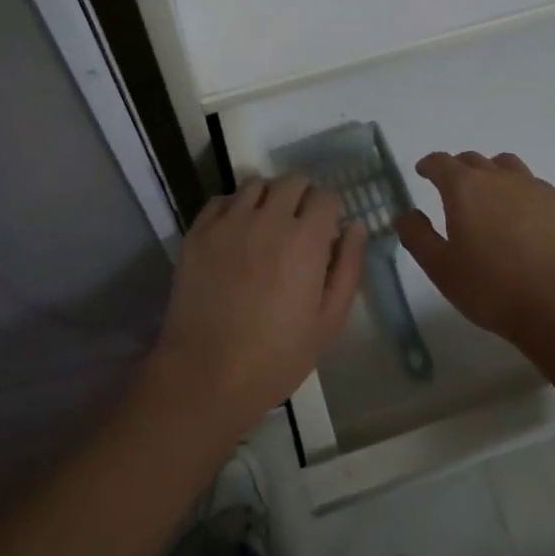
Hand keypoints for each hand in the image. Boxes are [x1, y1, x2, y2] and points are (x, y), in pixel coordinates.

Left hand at [146, 175, 365, 437]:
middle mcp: (268, 218)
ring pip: (255, 184)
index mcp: (305, 239)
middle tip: (298, 226)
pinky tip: (235, 234)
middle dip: (303, 197)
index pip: (326, 197)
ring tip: (265, 227)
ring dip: (267, 198)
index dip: (330, 212)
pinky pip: (221, 200)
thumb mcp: (329, 321)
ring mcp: (230, 221)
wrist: (206, 374)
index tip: (325, 233)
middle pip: (293, 181)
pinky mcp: (199, 231)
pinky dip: (233, 208)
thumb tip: (355, 227)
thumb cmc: (277, 356)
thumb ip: (348, 267)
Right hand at [399, 151, 554, 343]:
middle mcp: (497, 177)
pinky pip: (534, 186)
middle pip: (472, 160)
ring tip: (491, 197)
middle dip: (458, 170)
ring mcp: (532, 186)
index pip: (440, 162)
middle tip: (454, 190)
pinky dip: (521, 193)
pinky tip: (524, 220)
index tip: (423, 172)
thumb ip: (417, 236)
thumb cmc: (491, 287)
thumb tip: (404, 214)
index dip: (429, 165)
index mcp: (463, 187)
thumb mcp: (441, 268)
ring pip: (506, 166)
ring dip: (492, 174)